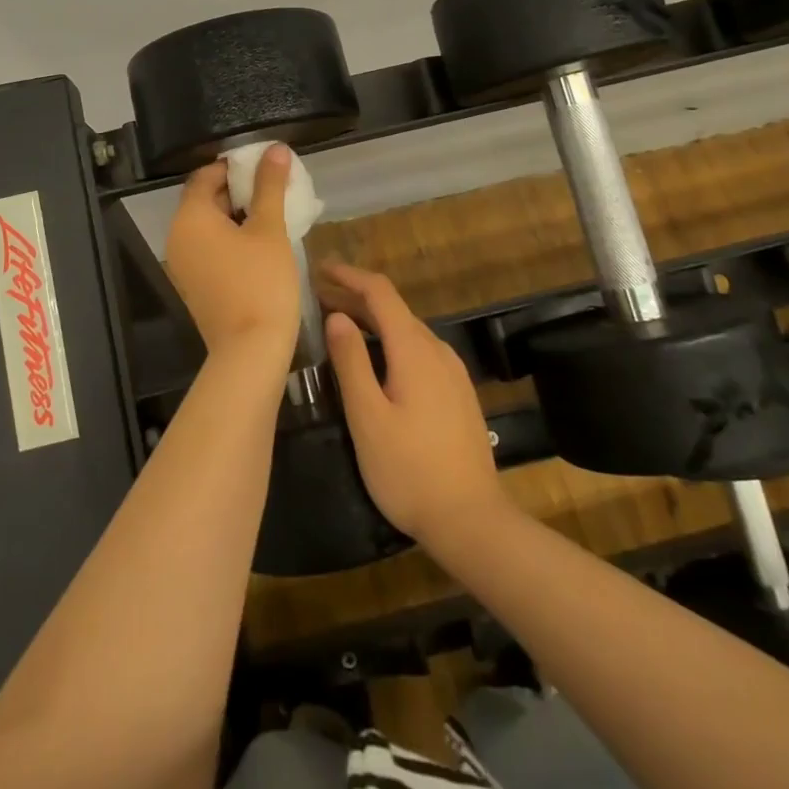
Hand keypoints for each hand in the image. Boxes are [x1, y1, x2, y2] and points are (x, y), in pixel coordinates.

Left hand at [165, 145, 299, 370]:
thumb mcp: (270, 229)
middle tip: (274, 189)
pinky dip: (229, 239)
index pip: (205, 175)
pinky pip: (208, 248)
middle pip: (204, 199)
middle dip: (238, 190)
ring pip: (207, 226)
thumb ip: (270, 186)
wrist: (250, 351)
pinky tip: (260, 244)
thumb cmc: (261, 282)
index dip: (234, 167)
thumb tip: (274, 149)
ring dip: (236, 215)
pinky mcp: (193, 284)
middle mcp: (177, 237)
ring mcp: (182, 264)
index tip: (264, 167)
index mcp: (190, 217)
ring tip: (272, 214)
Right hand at [321, 261, 508, 543]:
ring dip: (371, 320)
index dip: (349, 275)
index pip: (380, 292)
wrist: (472, 520)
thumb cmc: (410, 470)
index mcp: (414, 349)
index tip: (319, 268)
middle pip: (393, 309)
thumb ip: (350, 362)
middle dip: (354, 297)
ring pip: (406, 330)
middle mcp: (437, 350)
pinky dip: (389, 341)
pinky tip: (375, 360)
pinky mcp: (457, 392)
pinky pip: (418, 350)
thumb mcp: (368, 417)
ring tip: (338, 324)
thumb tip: (336, 316)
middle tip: (316, 298)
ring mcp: (452, 371)